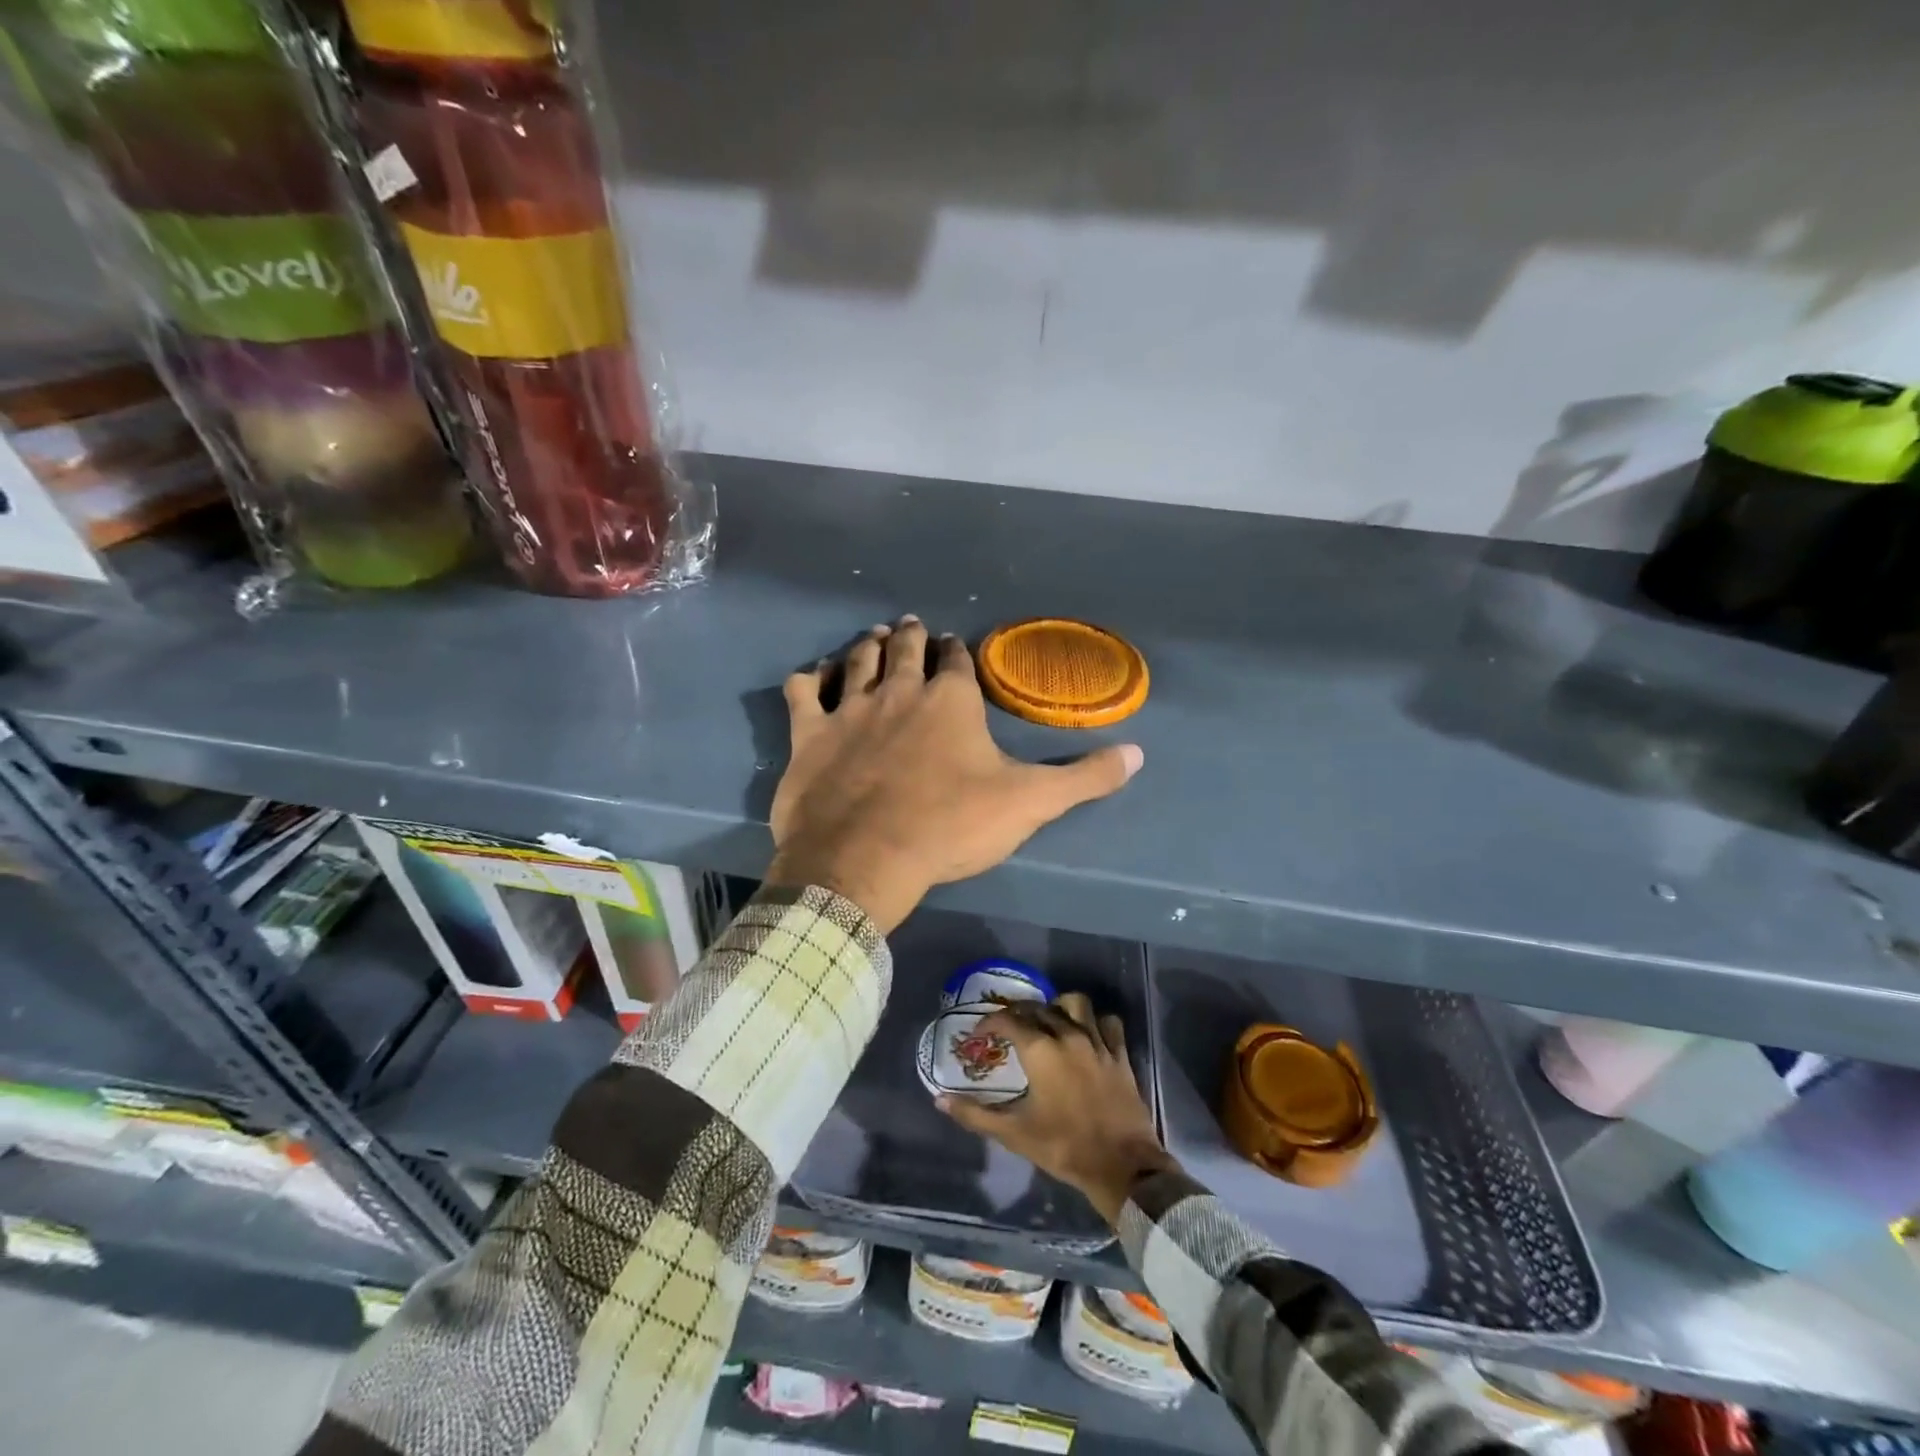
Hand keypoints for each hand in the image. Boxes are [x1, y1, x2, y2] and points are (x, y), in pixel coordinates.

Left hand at [769, 616, 1142, 932]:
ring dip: (868, 645)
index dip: (957, 651)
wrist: (865, 859)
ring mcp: (849, 709)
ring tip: (875, 636)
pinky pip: (803, 692)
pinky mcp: (810, 734)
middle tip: (912, 627)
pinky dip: (808, 680)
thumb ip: (1085, 778)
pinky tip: (810, 677)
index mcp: (950, 701)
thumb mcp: (1029, 804)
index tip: (954, 645)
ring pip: (857, 659)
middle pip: (906, 650)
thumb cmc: (950, 826)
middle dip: (912, 636)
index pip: (957, 661)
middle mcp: (899, 691)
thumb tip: (1139, 754)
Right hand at [939, 993, 1176, 1225]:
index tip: (979, 1035)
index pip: (1008, 1020)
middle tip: (1009, 1030)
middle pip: (1039, 1008)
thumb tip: (940, 1100)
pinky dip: (1096, 1022)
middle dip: (1019, 1014)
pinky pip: (1109, 1023)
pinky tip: (1088, 1035)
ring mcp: (1097, 1042)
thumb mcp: (1014, 1134)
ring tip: (1050, 1023)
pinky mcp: (1120, 1054)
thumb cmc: (1063, 1147)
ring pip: (1076, 1003)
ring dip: (1059, 1007)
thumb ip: (975, 1114)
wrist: (1121, 1165)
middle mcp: (1068, 1035)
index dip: (989, 1023)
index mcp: (1040, 1050)